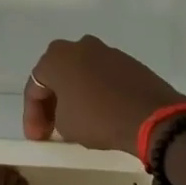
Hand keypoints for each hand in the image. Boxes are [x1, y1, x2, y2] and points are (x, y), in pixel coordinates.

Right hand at [23, 35, 185, 154]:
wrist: (153, 116)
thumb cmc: (99, 118)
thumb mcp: (66, 125)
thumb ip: (57, 115)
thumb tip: (66, 113)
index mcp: (56, 57)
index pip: (35, 87)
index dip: (32, 114)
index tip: (37, 138)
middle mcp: (78, 46)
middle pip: (57, 75)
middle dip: (52, 101)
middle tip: (51, 126)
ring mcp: (105, 51)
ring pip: (80, 73)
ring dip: (75, 94)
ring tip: (77, 119)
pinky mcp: (127, 61)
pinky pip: (102, 76)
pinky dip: (96, 91)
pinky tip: (101, 111)